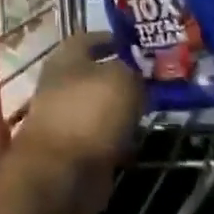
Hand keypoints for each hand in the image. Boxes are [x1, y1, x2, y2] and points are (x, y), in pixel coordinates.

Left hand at [11, 33, 143, 213]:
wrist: (60, 175)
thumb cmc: (89, 113)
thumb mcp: (122, 79)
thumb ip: (134, 71)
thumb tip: (138, 74)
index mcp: (66, 57)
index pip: (91, 38)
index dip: (114, 39)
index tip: (139, 46)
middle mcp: (62, 84)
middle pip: (97, 74)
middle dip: (123, 77)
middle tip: (152, 80)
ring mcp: (66, 119)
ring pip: (101, 107)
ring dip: (122, 110)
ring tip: (151, 110)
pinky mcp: (73, 152)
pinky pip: (102, 138)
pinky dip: (118, 139)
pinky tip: (138, 141)